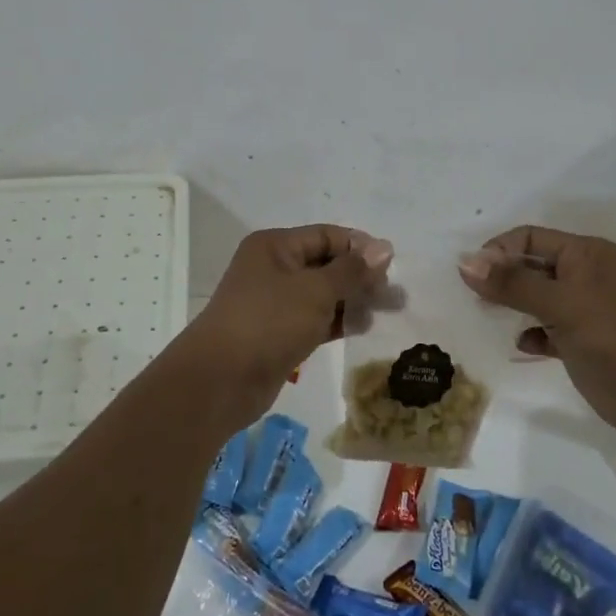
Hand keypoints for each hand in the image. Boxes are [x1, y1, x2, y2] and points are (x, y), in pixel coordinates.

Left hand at [176, 226, 393, 426]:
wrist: (221, 379)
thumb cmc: (269, 322)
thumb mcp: (316, 290)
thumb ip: (352, 270)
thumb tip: (384, 248)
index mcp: (276, 246)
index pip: (326, 235)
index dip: (359, 247)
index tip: (392, 265)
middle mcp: (274, 268)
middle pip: (325, 264)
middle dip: (360, 276)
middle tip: (395, 294)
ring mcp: (275, 302)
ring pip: (322, 294)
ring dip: (353, 300)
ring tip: (387, 312)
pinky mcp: (278, 333)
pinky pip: (315, 319)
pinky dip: (338, 321)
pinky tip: (364, 327)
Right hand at [458, 225, 615, 451]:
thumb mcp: (563, 305)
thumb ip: (513, 284)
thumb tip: (465, 262)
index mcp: (586, 254)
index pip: (529, 238)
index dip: (498, 251)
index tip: (470, 276)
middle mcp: (585, 276)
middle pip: (531, 266)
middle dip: (501, 278)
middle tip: (473, 298)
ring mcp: (586, 311)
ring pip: (537, 299)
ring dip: (513, 306)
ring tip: (489, 319)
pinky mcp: (584, 343)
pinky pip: (547, 329)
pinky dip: (531, 334)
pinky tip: (522, 346)